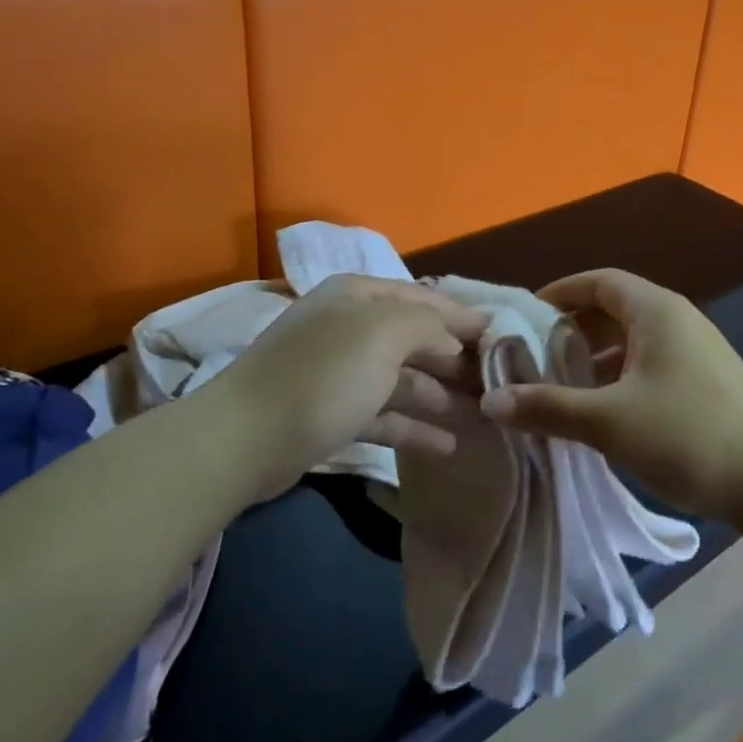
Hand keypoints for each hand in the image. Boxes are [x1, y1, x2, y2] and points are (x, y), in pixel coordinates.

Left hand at [200, 275, 487, 502]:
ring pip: (403, 380)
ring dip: (441, 397)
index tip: (500, 336)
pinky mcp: (333, 415)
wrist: (242, 440)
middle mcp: (350, 327)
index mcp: (359, 296)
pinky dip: (414, 428)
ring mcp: (340, 373)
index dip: (462, 317)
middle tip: (497, 384)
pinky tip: (447, 444)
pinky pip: (385, 415)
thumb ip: (429, 326)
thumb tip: (460, 334)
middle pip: (415, 340)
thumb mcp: (383, 335)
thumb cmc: (322, 375)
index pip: (423, 299)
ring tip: (482, 417)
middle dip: (455, 360)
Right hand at [479, 269, 742, 521]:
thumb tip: (491, 402)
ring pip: (633, 337)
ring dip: (596, 354)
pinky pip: (650, 359)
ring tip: (562, 382)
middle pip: (614, 306)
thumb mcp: (608, 422)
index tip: (524, 316)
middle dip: (573, 326)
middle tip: (535, 353)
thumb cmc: (686, 435)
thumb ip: (549, 407)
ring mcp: (695, 348)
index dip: (559, 293)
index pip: (598, 281)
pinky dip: (619, 372)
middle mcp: (677, 318)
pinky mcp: (705, 378)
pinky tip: (603, 406)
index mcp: (656, 310)